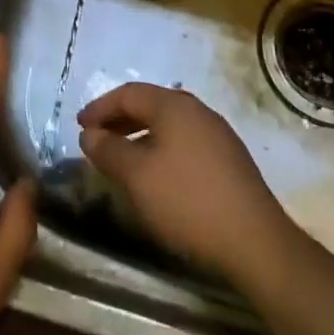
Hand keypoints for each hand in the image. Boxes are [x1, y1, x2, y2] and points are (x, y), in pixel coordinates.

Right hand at [78, 83, 291, 279]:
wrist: (254, 241)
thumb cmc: (187, 200)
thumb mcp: (137, 176)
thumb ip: (108, 150)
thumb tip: (90, 134)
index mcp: (174, 105)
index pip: (128, 93)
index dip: (100, 107)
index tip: (79, 126)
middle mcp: (197, 110)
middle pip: (150, 105)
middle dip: (119, 120)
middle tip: (95, 140)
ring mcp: (217, 134)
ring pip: (168, 125)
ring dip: (139, 136)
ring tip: (121, 159)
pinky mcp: (228, 159)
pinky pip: (183, 142)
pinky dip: (160, 149)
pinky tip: (155, 176)